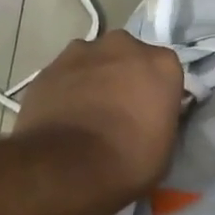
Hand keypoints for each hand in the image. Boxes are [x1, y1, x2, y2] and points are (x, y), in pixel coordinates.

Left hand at [14, 31, 184, 202]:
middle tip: (117, 109)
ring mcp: (81, 52)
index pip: (164, 72)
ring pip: (93, 61)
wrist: (66, 167)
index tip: (150, 113)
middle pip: (127, 56)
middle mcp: (123, 47)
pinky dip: (65, 89)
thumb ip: (160, 117)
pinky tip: (62, 116)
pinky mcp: (49, 66)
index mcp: (161, 64)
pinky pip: (64, 75)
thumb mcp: (164, 146)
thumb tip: (150, 115)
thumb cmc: (127, 161)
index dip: (156, 93)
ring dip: (93, 79)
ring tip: (85, 113)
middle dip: (123, 76)